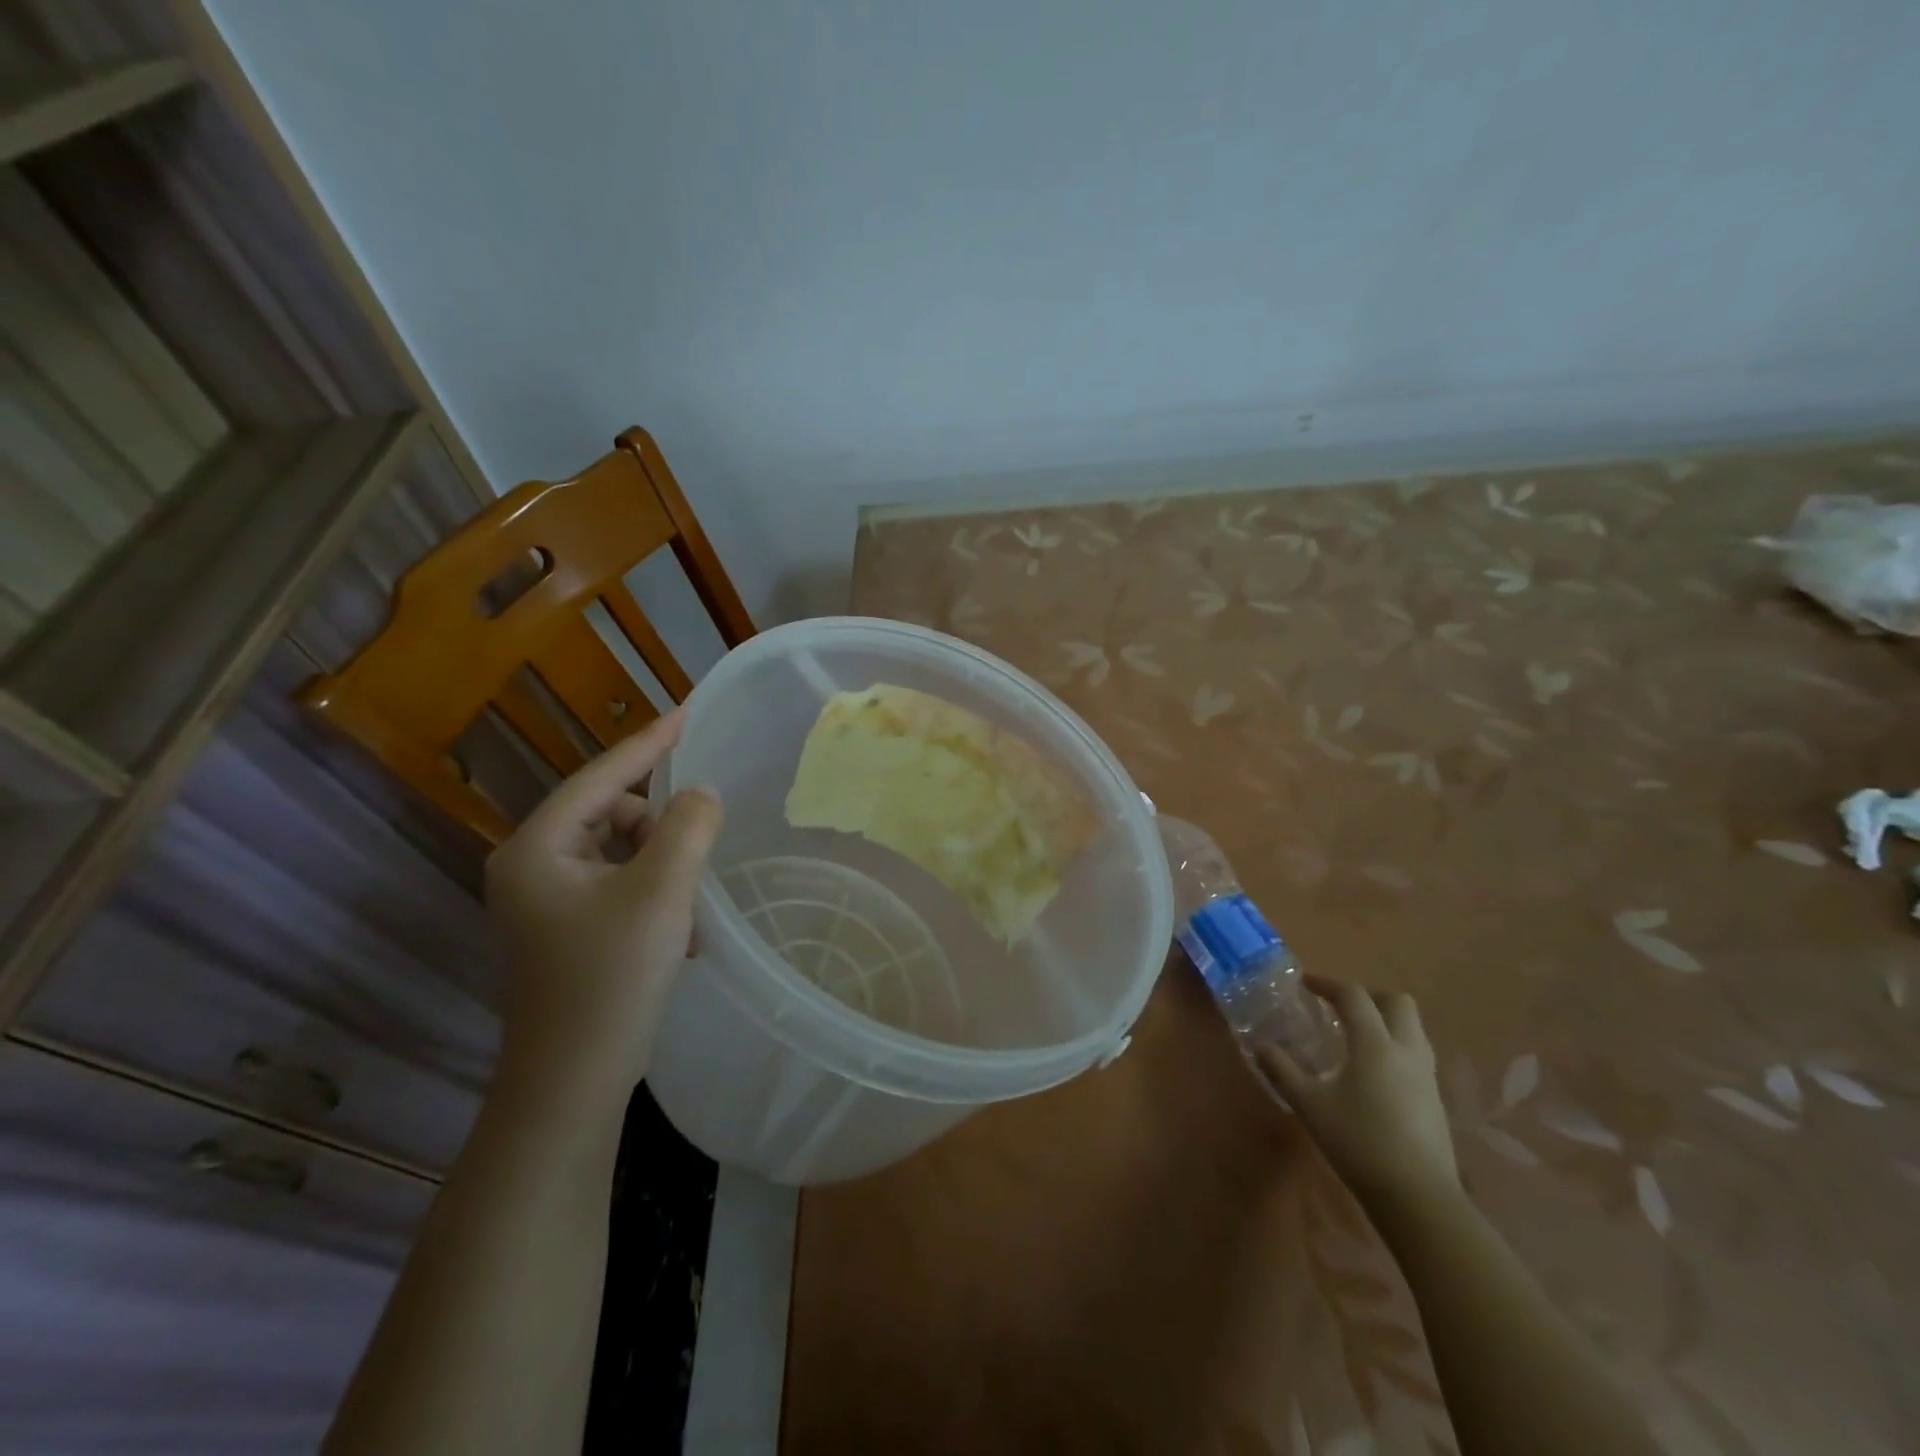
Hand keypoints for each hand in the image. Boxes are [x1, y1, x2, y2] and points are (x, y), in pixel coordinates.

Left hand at [484, 707, 722, 1097]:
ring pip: (620, 853)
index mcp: (537, 849)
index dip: (648, 744)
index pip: (600, 778)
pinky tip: (680, 933)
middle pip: (610, 814)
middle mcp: (531, 868)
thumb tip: (700, 795)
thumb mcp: (662, 891)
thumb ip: (688, 826)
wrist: (573, 1083)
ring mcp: (545, 902)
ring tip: (689, 908)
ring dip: (662, 867)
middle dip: (660, 828)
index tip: (687, 713)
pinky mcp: (565, 931)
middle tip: (695, 856)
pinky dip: (653, 895)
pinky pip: (619, 886)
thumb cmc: (611, 978)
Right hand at [1258, 976, 1459, 1213]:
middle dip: (1366, 996)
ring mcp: (1426, 1076)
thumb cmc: (1359, 1142)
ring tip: (1354, 1036)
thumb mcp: (1309, 1105)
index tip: (1304, 984)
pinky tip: (1372, 1072)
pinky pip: (1415, 1054)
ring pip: (1412, 1028)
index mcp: (1375, 1044)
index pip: (1353, 996)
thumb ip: (1282, 1070)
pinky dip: (1393, 1046)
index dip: (1326, 983)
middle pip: (1396, 1002)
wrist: (1419, 1198)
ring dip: (1384, 1020)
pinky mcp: (1435, 1100)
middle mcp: (1406, 1051)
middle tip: (1337, 1008)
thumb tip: (1261, 1045)